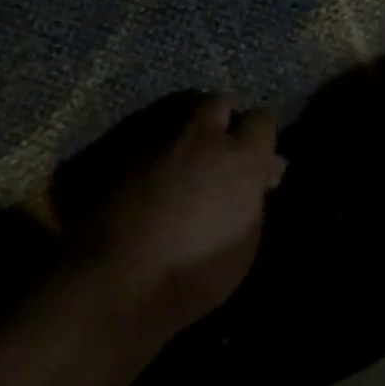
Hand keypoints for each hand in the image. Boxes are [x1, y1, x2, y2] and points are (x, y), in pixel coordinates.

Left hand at [74, 94, 285, 335]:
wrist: (118, 282)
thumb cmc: (195, 272)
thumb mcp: (245, 241)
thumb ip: (256, 196)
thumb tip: (266, 172)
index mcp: (240, 156)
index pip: (263, 118)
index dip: (262, 135)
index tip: (260, 157)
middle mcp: (201, 136)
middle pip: (219, 102)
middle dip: (225, 118)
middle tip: (223, 148)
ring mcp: (157, 139)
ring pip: (181, 116)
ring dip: (189, 133)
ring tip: (187, 162)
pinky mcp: (121, 152)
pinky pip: (150, 138)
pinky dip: (159, 151)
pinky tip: (155, 177)